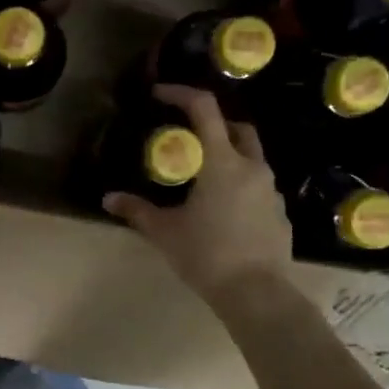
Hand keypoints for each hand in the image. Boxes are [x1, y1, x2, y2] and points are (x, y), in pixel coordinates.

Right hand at [102, 85, 293, 306]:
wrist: (257, 294)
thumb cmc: (207, 255)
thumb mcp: (165, 232)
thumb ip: (137, 210)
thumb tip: (108, 199)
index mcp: (223, 162)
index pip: (204, 109)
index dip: (181, 94)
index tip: (160, 95)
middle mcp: (252, 167)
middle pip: (238, 128)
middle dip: (214, 124)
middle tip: (190, 138)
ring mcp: (271, 191)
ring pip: (251, 158)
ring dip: (229, 156)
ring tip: (203, 178)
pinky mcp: (280, 214)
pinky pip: (259, 187)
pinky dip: (240, 186)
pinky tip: (223, 211)